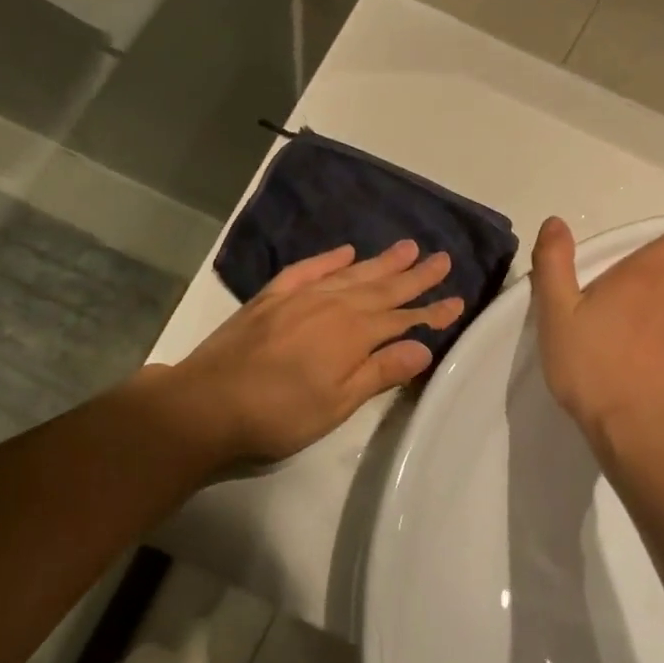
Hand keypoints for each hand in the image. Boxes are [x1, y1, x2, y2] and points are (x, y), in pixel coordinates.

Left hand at [154, 240, 465, 467]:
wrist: (206, 404)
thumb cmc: (278, 415)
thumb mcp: (337, 404)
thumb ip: (380, 372)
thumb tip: (424, 347)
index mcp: (352, 334)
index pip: (402, 319)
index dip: (431, 312)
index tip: (457, 300)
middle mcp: (332, 305)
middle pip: (382, 288)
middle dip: (415, 276)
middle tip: (442, 259)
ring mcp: (300, 297)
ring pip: (351, 274)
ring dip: (381, 262)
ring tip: (408, 247)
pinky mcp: (272, 297)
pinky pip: (308, 269)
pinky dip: (329, 259)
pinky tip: (346, 251)